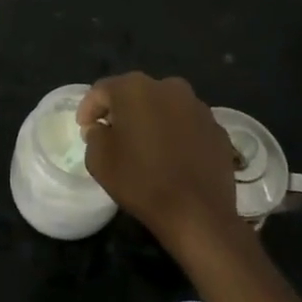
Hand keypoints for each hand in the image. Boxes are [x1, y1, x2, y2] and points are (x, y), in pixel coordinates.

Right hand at [77, 73, 241, 258]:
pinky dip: (176, 134)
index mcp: (135, 88)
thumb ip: (94, 134)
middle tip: (113, 135)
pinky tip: (172, 158)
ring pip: (164, 107)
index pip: (102, 90)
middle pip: (135, 94)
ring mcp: (197, 106)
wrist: (198, 214)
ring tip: (145, 147)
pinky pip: (187, 125)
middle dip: (121, 111)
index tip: (84, 129)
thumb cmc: (141, 182)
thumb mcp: (98, 160)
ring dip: (151, 120)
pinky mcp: (217, 128)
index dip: (89, 109)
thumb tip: (102, 128)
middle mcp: (168, 87)